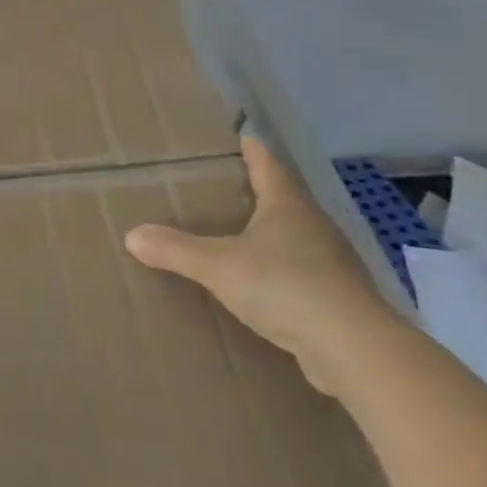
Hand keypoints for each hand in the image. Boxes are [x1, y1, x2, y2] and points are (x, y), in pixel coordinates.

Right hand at [124, 134, 400, 398]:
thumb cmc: (285, 286)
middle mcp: (315, 227)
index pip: (269, 166)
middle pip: (285, 200)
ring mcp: (332, 264)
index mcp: (288, 206)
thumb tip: (131, 235)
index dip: (254, 151)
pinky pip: (302, 274)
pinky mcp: (338, 299)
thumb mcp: (218, 266)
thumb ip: (176, 250)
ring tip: (239, 235)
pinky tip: (263, 285)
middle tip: (227, 188)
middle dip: (259, 192)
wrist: (354, 349)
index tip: (243, 137)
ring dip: (271, 234)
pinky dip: (281, 271)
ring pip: (295, 238)